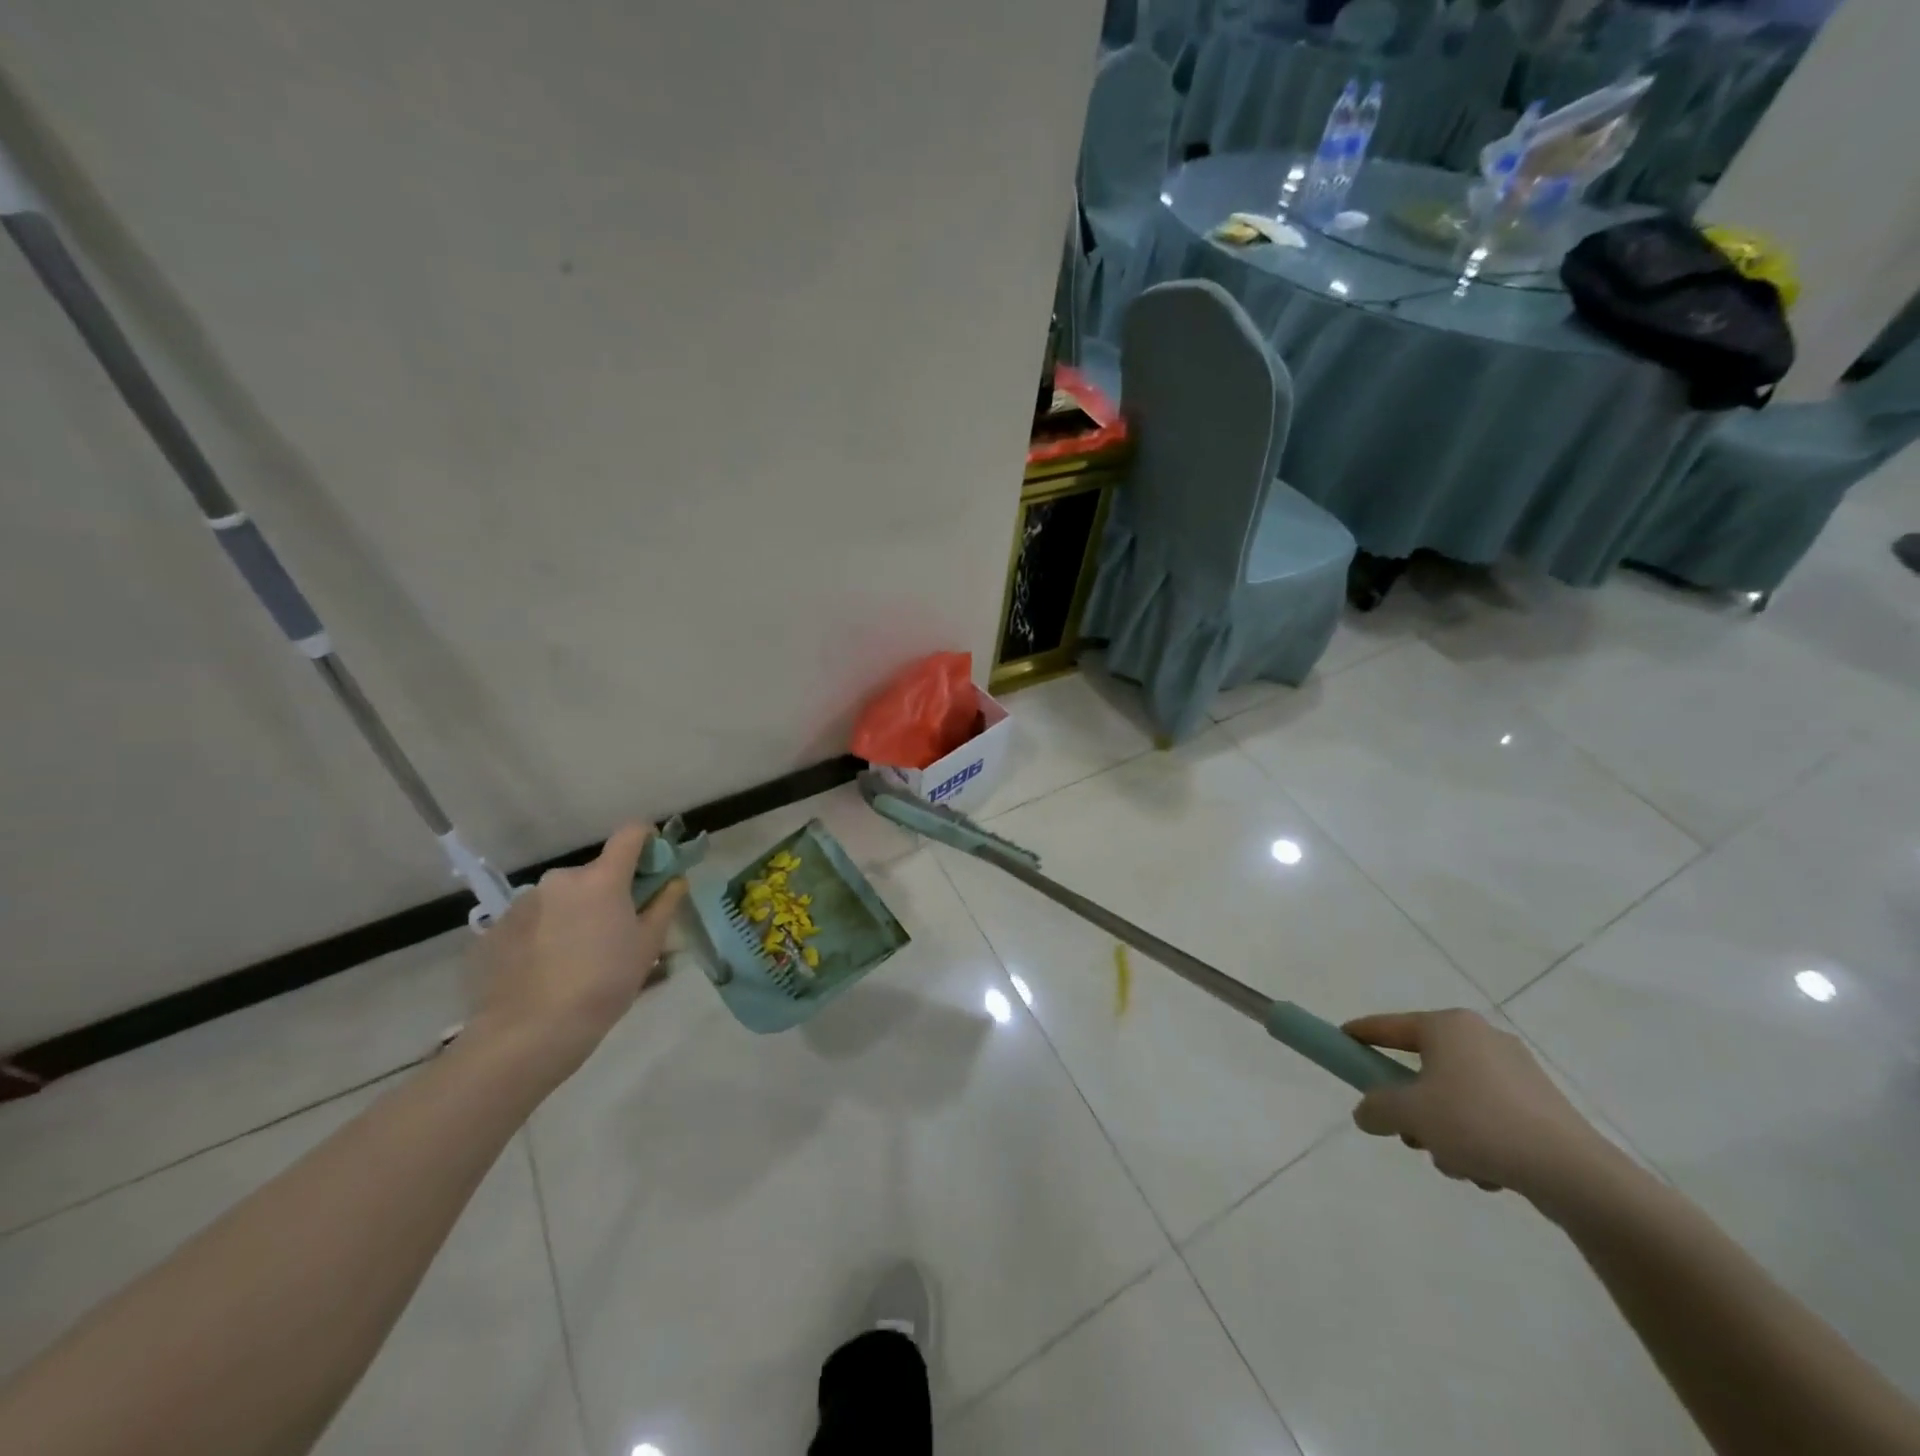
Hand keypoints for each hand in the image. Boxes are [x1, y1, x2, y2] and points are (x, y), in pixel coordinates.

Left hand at [467, 824, 687, 1083]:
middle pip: (596, 872)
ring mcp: (524, 902)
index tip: (654, 866)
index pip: (631, 833)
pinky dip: (545, 933)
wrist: (529, 1033)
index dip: (647, 841)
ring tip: (577, 957)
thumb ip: (665, 904)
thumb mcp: (648, 946)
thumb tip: (675, 880)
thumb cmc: (604, 984)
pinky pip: (533, 920)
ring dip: (575, 913)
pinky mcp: (496, 929)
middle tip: (617, 931)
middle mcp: (561, 879)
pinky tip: (547, 970)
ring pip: (563, 897)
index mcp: (602, 878)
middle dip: (609, 891)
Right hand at [1342, 1008, 1614, 1204]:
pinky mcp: (1542, 1106)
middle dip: (1412, 1105)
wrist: (1574, 1174)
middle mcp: (1482, 1038)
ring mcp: (1517, 1072)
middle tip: (1408, 1133)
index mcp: (1448, 1026)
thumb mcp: (1409, 1114)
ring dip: (1445, 1130)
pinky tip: (1488, 1172)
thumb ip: (1376, 1108)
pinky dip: (1478, 1141)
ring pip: (1455, 1098)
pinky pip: (1488, 1117)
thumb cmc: (1478, 1124)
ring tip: (1455, 1163)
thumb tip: (1367, 1113)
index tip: (1340, 1042)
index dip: (1360, 1035)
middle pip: (1423, 1068)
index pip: (1388, 1026)